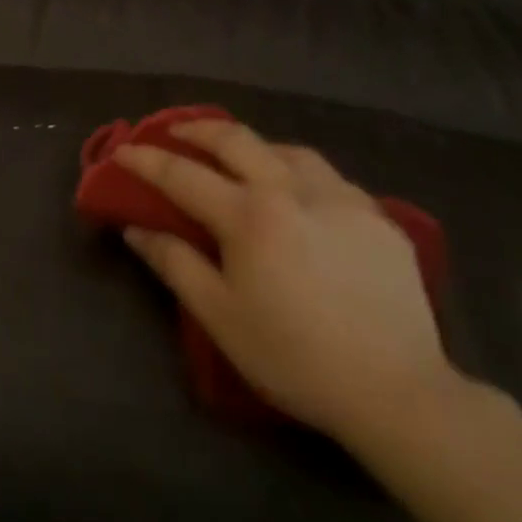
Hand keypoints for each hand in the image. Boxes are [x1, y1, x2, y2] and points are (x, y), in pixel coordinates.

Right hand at [114, 122, 454, 444]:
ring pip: (287, 149)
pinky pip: (328, 176)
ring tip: (238, 156)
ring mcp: (340, 198)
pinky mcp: (377, 216)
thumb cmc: (294, 358)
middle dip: (197, 129)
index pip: (183, 174)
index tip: (124, 150)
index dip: (147, 159)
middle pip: (236, 140)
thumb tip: (135, 228)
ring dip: (252, 145)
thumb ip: (175, 264)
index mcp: (249, 215)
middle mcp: (292, 191)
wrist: (397, 392)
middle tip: (176, 132)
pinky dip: (298, 170)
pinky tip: (298, 191)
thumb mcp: (220, 317)